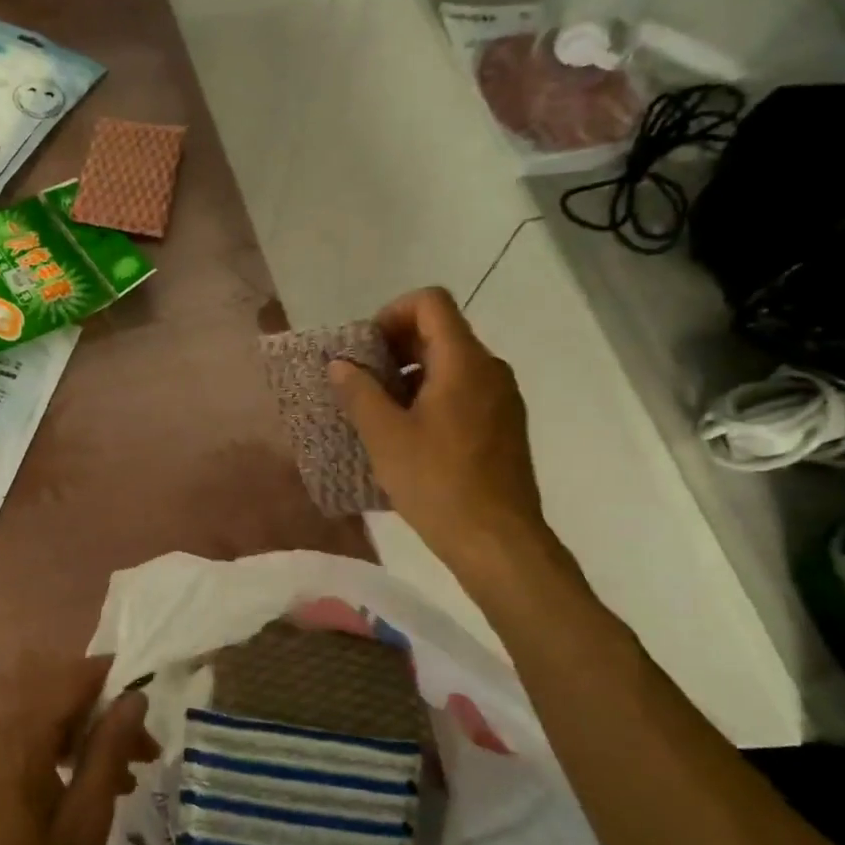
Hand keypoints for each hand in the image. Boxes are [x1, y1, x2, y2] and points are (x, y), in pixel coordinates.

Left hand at [0, 656, 156, 844]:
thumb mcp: (84, 825)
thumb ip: (109, 752)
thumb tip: (135, 696)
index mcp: (18, 738)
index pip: (73, 679)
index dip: (115, 678)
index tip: (152, 698)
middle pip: (57, 700)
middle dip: (105, 716)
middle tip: (146, 752)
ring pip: (41, 726)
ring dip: (84, 740)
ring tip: (124, 779)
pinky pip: (21, 749)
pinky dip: (56, 757)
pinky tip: (80, 795)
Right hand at [328, 287, 555, 580]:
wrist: (498, 541)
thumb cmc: (437, 483)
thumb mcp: (385, 436)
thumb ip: (359, 392)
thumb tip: (340, 364)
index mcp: (464, 362)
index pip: (430, 303)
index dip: (392, 313)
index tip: (366, 350)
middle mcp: (490, 370)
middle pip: (441, 332)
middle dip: (395, 348)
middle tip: (363, 382)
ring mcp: (502, 399)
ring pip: (452, 365)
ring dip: (411, 376)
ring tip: (380, 413)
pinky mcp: (504, 427)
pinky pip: (464, 392)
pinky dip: (432, 398)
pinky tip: (409, 436)